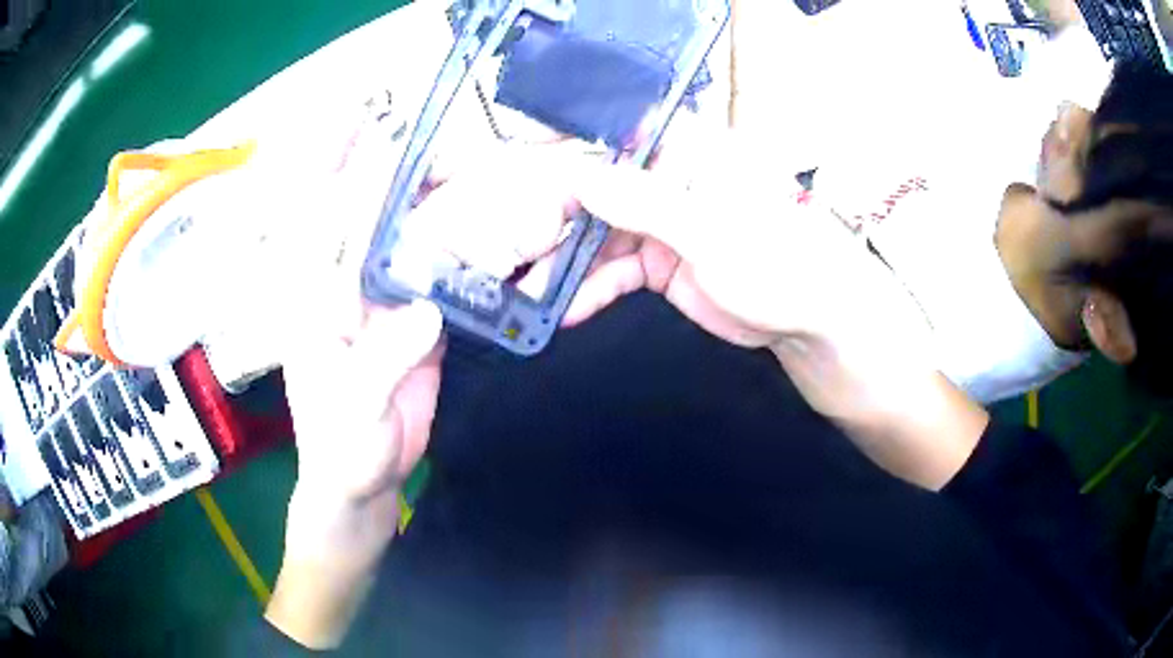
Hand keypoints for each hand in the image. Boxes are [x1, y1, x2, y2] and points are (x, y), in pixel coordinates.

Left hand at [264, 110, 445, 649]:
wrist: (365, 480)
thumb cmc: (341, 449)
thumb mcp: (354, 410)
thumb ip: (383, 360)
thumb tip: (427, 311)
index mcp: (322, 296)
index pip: (327, 218)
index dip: (338, 164)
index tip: (361, 117)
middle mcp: (353, 286)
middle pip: (378, 217)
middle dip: (409, 175)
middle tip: (456, 148)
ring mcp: (390, 301)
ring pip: (416, 241)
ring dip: (447, 208)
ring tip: (487, 177)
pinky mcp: (422, 321)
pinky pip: (444, 276)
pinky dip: (468, 253)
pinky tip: (497, 233)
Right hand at [552, 138, 985, 489]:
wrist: (809, 318)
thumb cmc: (778, 257)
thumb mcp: (710, 228)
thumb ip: (643, 202)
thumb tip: (578, 177)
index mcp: (683, 148)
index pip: (607, 139)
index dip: (558, 159)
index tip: (515, 188)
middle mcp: (663, 176)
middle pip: (592, 191)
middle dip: (551, 224)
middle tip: (511, 253)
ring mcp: (658, 220)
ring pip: (596, 236)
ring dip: (563, 265)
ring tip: (526, 291)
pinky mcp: (658, 261)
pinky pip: (612, 271)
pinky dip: (588, 290)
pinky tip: (563, 310)